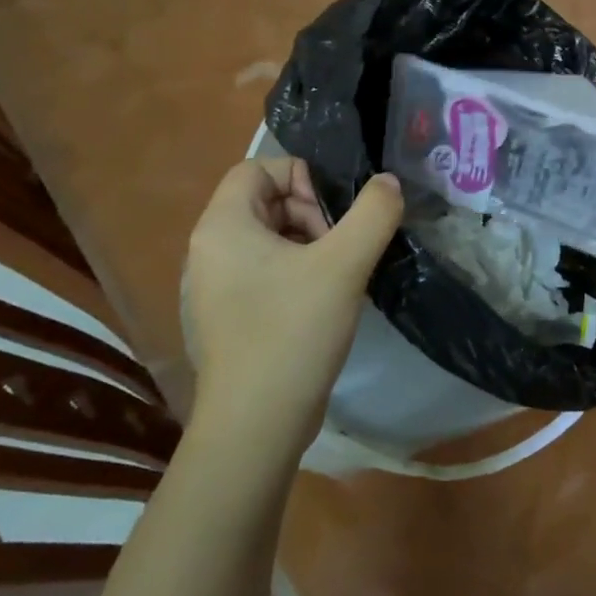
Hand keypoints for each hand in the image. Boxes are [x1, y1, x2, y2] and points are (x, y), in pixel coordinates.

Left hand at [181, 159, 402, 461]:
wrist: (255, 426)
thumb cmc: (292, 332)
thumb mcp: (344, 264)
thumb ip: (373, 212)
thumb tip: (388, 182)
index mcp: (222, 226)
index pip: (258, 168)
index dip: (302, 178)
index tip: (333, 216)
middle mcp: (207, 250)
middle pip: (265, 202)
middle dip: (310, 214)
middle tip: (339, 249)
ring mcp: (213, 287)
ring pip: (268, 239)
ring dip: (308, 245)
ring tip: (337, 277)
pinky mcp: (227, 318)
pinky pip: (263, 272)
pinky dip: (295, 273)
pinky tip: (321, 304)